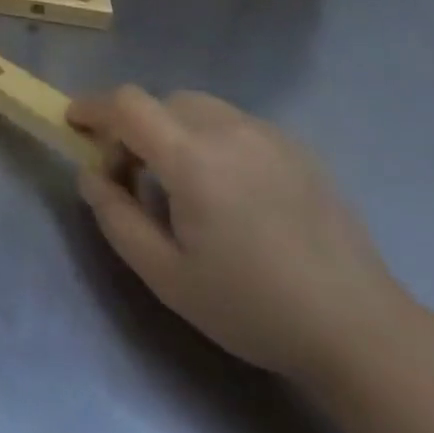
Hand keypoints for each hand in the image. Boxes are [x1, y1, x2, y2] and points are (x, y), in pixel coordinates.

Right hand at [67, 87, 414, 388]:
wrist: (360, 330)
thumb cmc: (252, 307)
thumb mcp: (166, 276)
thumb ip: (116, 218)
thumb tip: (90, 175)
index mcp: (193, 159)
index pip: (127, 104)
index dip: (93, 107)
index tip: (73, 124)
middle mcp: (229, 130)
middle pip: (161, 102)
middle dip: (133, 128)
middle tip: (132, 177)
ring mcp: (269, 134)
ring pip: (198, 108)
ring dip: (172, 131)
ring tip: (182, 184)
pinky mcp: (297, 147)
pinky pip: (235, 124)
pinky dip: (210, 139)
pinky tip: (229, 190)